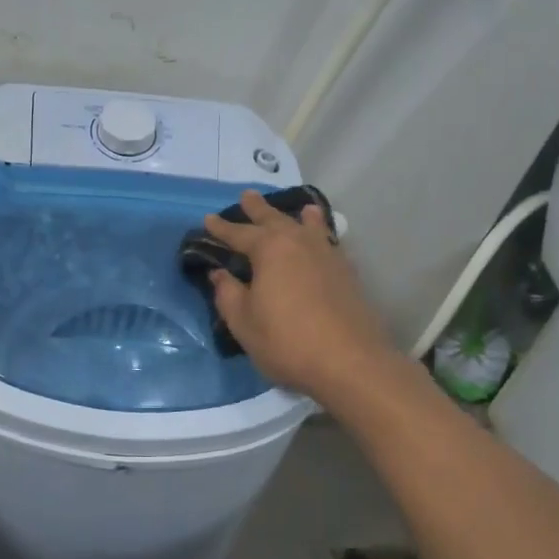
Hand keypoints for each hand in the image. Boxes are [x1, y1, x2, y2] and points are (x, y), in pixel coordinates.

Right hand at [204, 190, 399, 404]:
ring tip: (300, 208)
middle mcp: (300, 242)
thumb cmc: (286, 341)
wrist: (349, 362)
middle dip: (258, 209)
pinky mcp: (347, 273)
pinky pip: (329, 242)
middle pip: (275, 220)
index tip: (208, 219)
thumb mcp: (243, 322)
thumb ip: (228, 294)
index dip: (221, 228)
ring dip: (298, 216)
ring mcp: (328, 255)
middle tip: (247, 196)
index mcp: (270, 249)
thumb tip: (219, 274)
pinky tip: (324, 241)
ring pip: (309, 227)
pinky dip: (322, 235)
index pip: (239, 233)